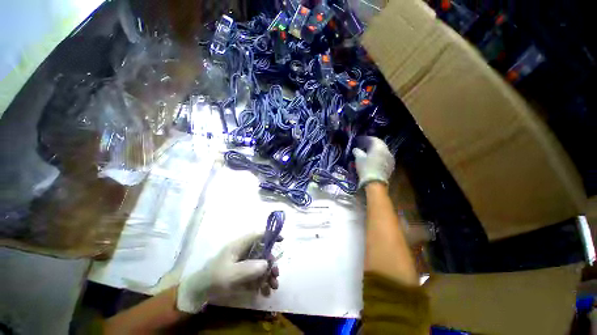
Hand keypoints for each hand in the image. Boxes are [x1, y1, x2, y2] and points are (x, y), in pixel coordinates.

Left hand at [176, 233, 280, 313]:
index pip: (257, 235)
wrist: (200, 293)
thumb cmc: (213, 278)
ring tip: (273, 287)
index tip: (282, 240)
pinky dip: (262, 283)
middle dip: (271, 263)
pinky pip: (257, 275)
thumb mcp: (229, 274)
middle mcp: (244, 252)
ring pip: (261, 264)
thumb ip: (248, 268)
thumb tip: (267, 264)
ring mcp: (244, 262)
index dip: (270, 235)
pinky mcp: (244, 273)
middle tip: (276, 274)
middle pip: (262, 252)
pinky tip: (265, 292)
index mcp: (240, 246)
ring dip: (269, 275)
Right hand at [352, 136, 394, 187]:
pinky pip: (384, 157)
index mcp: (379, 147)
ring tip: (367, 153)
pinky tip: (373, 160)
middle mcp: (387, 151)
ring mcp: (390, 158)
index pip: (373, 139)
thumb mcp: (359, 159)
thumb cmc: (366, 168)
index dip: (365, 139)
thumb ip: (357, 151)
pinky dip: (378, 156)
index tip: (359, 140)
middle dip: (371, 144)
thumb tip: (356, 149)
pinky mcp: (391, 166)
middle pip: (379, 144)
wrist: (375, 183)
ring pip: (382, 151)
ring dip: (375, 151)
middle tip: (363, 146)